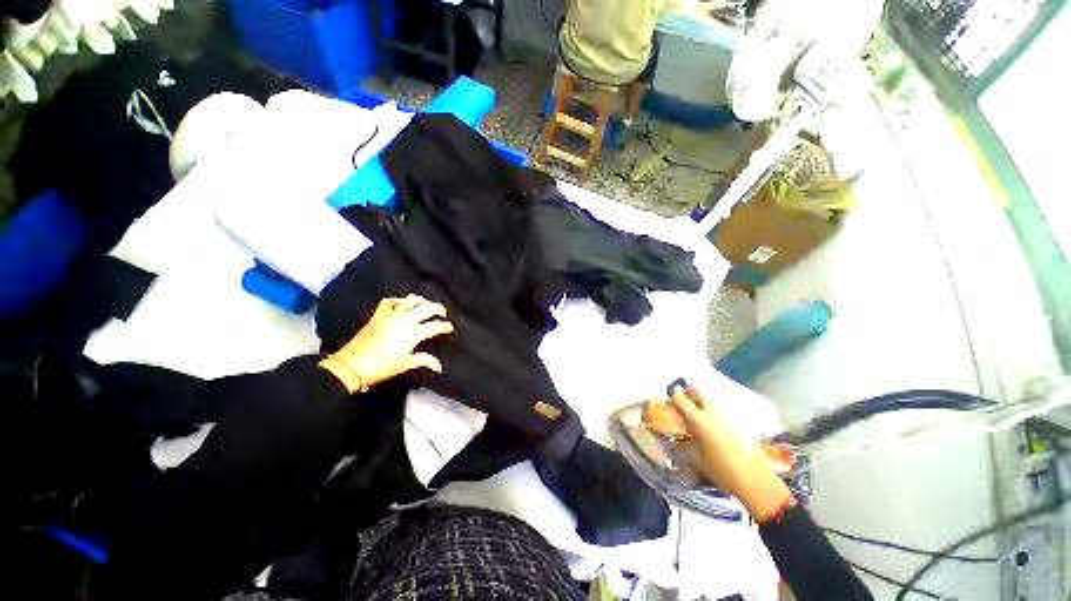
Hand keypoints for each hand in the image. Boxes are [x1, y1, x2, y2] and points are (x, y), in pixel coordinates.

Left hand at [319, 295, 454, 392]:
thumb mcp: (406, 364)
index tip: (450, 328)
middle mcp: (406, 320)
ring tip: (426, 305)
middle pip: (427, 308)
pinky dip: (399, 300)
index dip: (446, 326)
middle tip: (442, 313)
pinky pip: (390, 301)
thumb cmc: (383, 366)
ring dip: (421, 301)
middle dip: (438, 309)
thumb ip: (425, 361)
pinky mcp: (379, 314)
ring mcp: (392, 315)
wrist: (353, 365)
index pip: (436, 326)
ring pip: (411, 300)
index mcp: (414, 333)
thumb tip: (439, 366)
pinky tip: (403, 303)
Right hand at [669, 386, 794, 521]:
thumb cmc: (723, 472)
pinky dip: (718, 413)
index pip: (680, 398)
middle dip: (689, 395)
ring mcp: (729, 414)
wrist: (757, 481)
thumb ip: (685, 445)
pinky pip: (724, 410)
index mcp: (699, 420)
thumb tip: (676, 439)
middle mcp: (713, 412)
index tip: (672, 406)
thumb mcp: (697, 460)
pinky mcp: (742, 420)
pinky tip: (719, 428)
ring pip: (712, 399)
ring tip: (703, 418)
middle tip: (687, 406)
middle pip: (697, 391)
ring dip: (704, 404)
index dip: (674, 399)